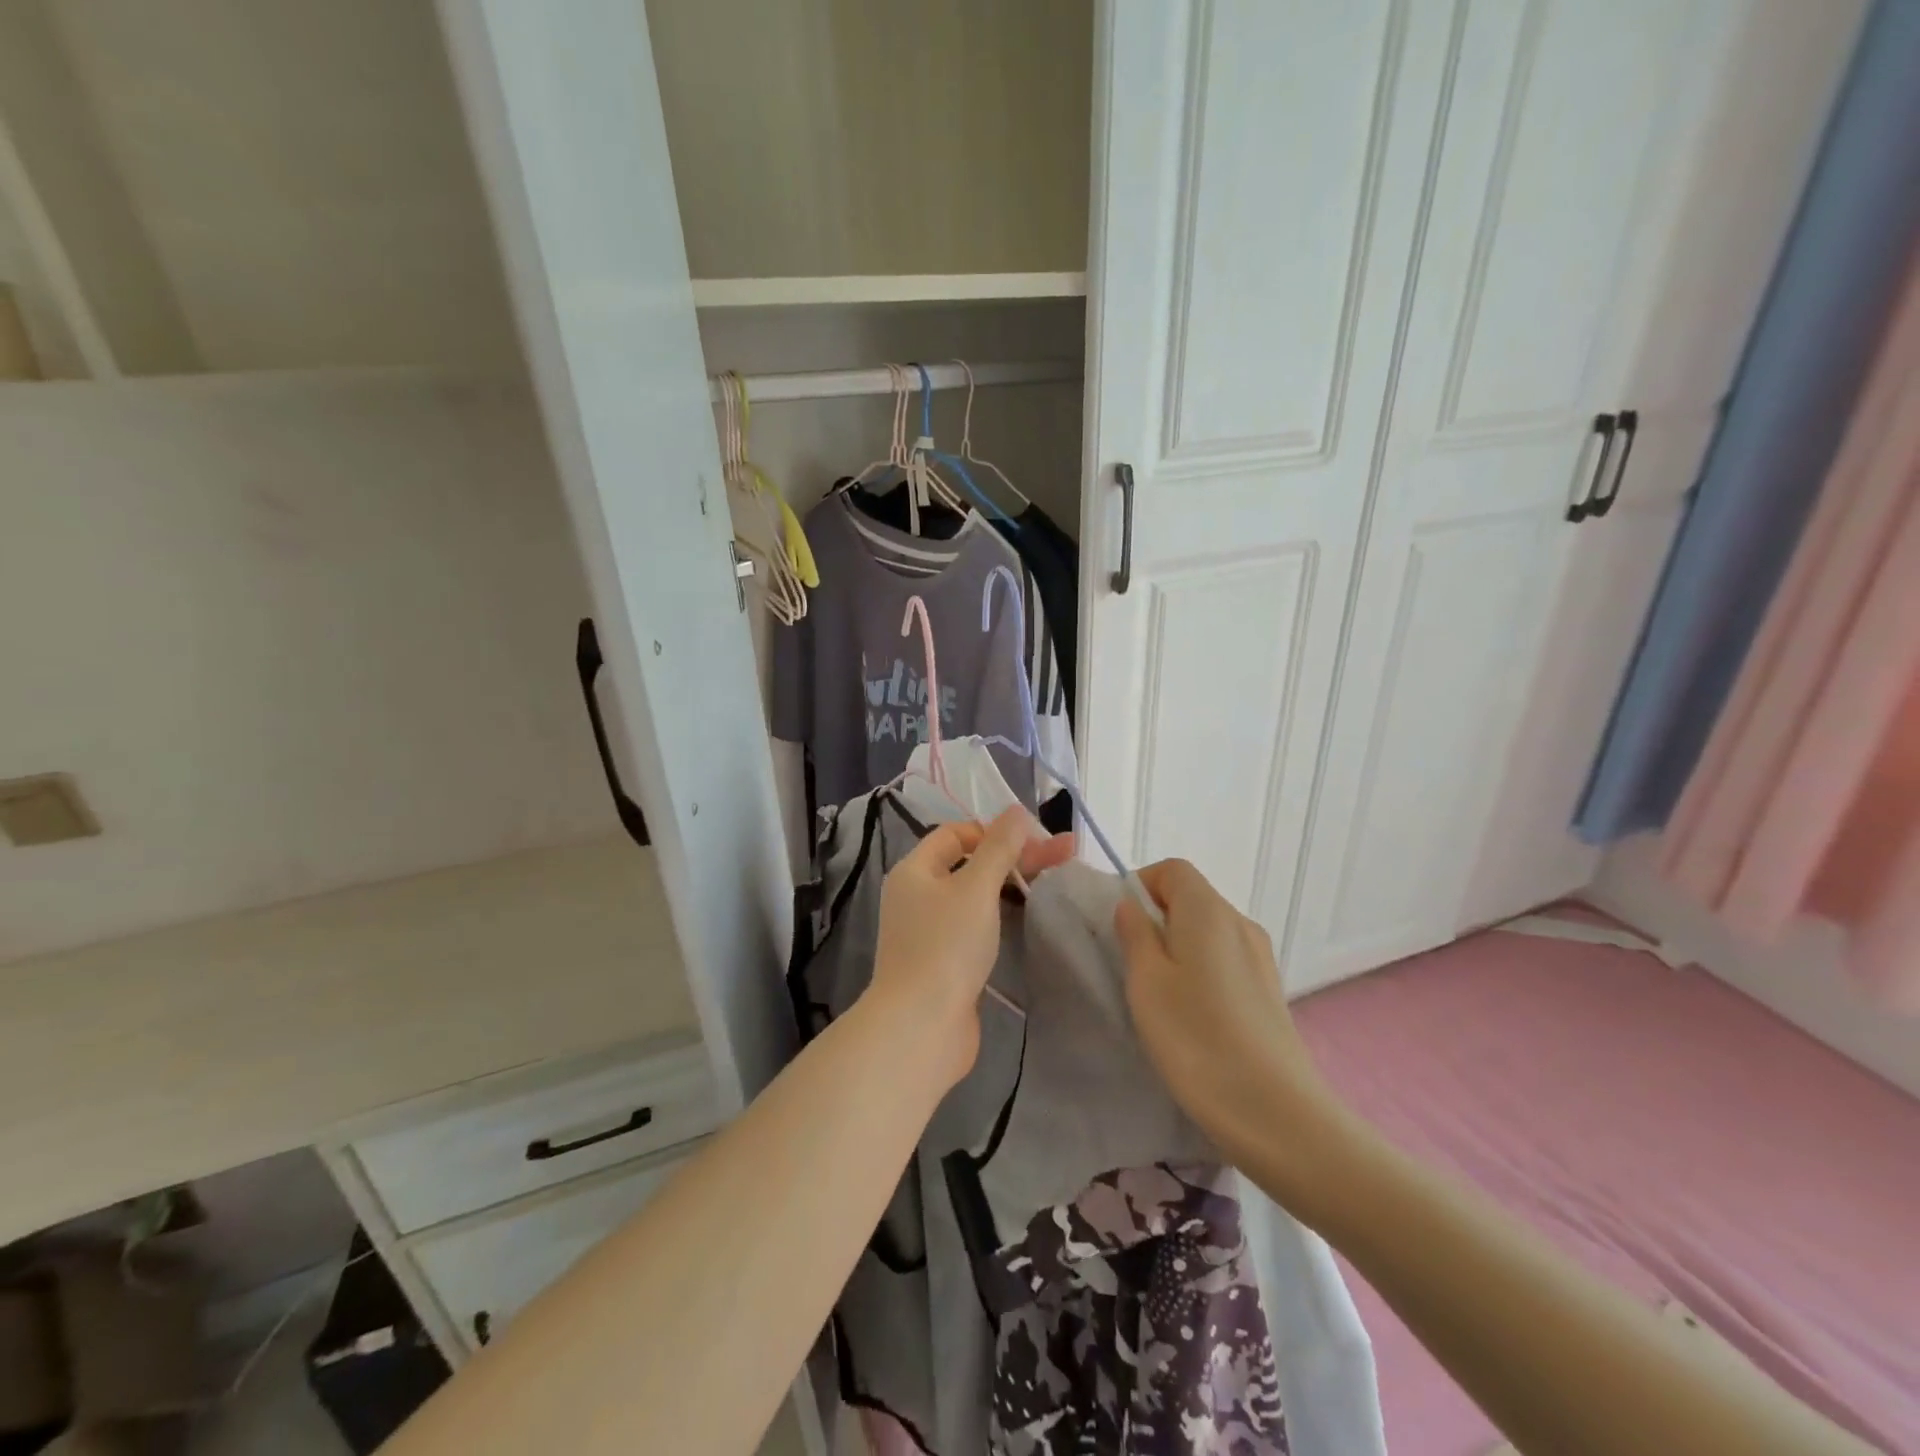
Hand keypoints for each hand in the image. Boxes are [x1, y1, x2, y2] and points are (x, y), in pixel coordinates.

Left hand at [866, 807, 1074, 1088]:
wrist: (922, 1028)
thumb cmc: (946, 947)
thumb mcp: (976, 889)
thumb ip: (999, 848)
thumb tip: (1016, 810)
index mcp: (915, 871)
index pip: (956, 834)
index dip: (994, 830)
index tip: (1033, 840)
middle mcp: (918, 896)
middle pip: (970, 863)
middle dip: (1015, 856)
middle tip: (1065, 853)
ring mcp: (930, 931)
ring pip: (976, 896)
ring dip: (1012, 884)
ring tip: (1055, 879)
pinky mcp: (945, 961)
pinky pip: (975, 925)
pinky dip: (1001, 916)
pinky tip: (1029, 914)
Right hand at [1115, 860, 1335, 1168]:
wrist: (1276, 1114)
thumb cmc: (1197, 1040)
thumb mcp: (1147, 983)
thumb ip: (1135, 935)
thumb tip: (1131, 906)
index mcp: (1208, 911)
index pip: (1171, 870)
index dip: (1141, 885)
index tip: (1120, 925)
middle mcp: (1240, 923)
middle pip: (1191, 897)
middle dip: (1156, 918)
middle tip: (1132, 964)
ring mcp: (1261, 957)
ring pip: (1208, 931)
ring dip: (1178, 947)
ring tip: (1160, 995)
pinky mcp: (1269, 990)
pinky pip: (1225, 959)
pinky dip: (1201, 969)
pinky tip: (1193, 1015)